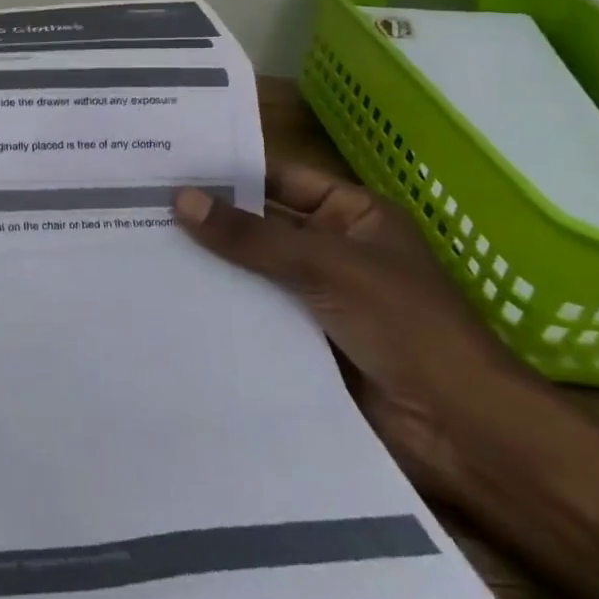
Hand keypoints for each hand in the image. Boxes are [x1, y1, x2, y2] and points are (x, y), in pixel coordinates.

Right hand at [174, 164, 598, 598]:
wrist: (463, 434)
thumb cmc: (408, 327)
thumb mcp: (329, 266)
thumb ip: (254, 237)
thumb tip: (180, 200)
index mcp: (352, 216)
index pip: (279, 180)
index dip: (229, 172)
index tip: (168, 165)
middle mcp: (331, 250)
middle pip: (259, 226)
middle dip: (208, 220)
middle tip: (137, 204)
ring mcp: (315, 299)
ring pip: (250, 272)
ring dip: (207, 265)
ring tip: (136, 246)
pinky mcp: (301, 343)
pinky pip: (252, 315)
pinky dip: (218, 308)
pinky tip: (165, 300)